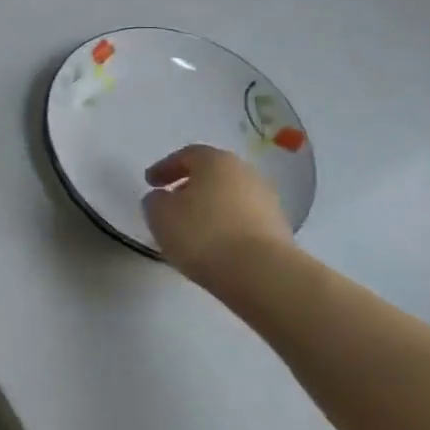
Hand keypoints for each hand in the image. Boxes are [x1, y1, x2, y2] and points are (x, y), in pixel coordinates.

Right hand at [142, 145, 294, 297]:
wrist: (262, 274)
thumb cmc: (203, 234)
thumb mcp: (160, 215)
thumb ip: (155, 201)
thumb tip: (162, 198)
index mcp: (216, 160)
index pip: (186, 155)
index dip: (164, 168)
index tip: (149, 183)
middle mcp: (245, 173)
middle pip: (212, 174)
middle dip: (190, 186)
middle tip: (171, 202)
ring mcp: (267, 201)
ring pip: (229, 198)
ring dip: (210, 208)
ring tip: (192, 229)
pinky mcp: (279, 230)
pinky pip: (244, 221)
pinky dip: (227, 227)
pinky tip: (215, 246)